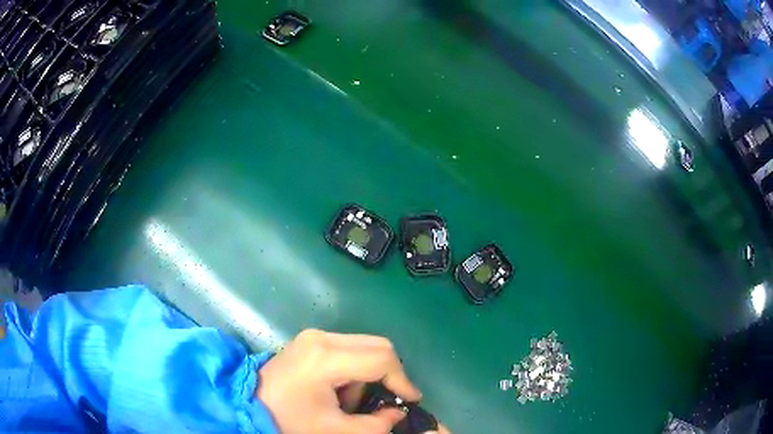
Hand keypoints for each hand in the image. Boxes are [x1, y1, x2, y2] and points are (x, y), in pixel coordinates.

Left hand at [256, 329, 449, 433]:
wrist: (248, 407)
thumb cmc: (289, 420)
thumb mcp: (335, 430)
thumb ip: (375, 424)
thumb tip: (396, 412)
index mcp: (326, 357)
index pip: (381, 359)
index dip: (402, 381)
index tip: (410, 401)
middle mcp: (322, 337)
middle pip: (377, 346)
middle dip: (388, 376)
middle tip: (385, 402)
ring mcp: (314, 336)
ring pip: (364, 347)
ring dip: (368, 376)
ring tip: (349, 403)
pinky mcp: (310, 342)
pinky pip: (348, 350)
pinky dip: (354, 371)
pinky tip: (338, 392)